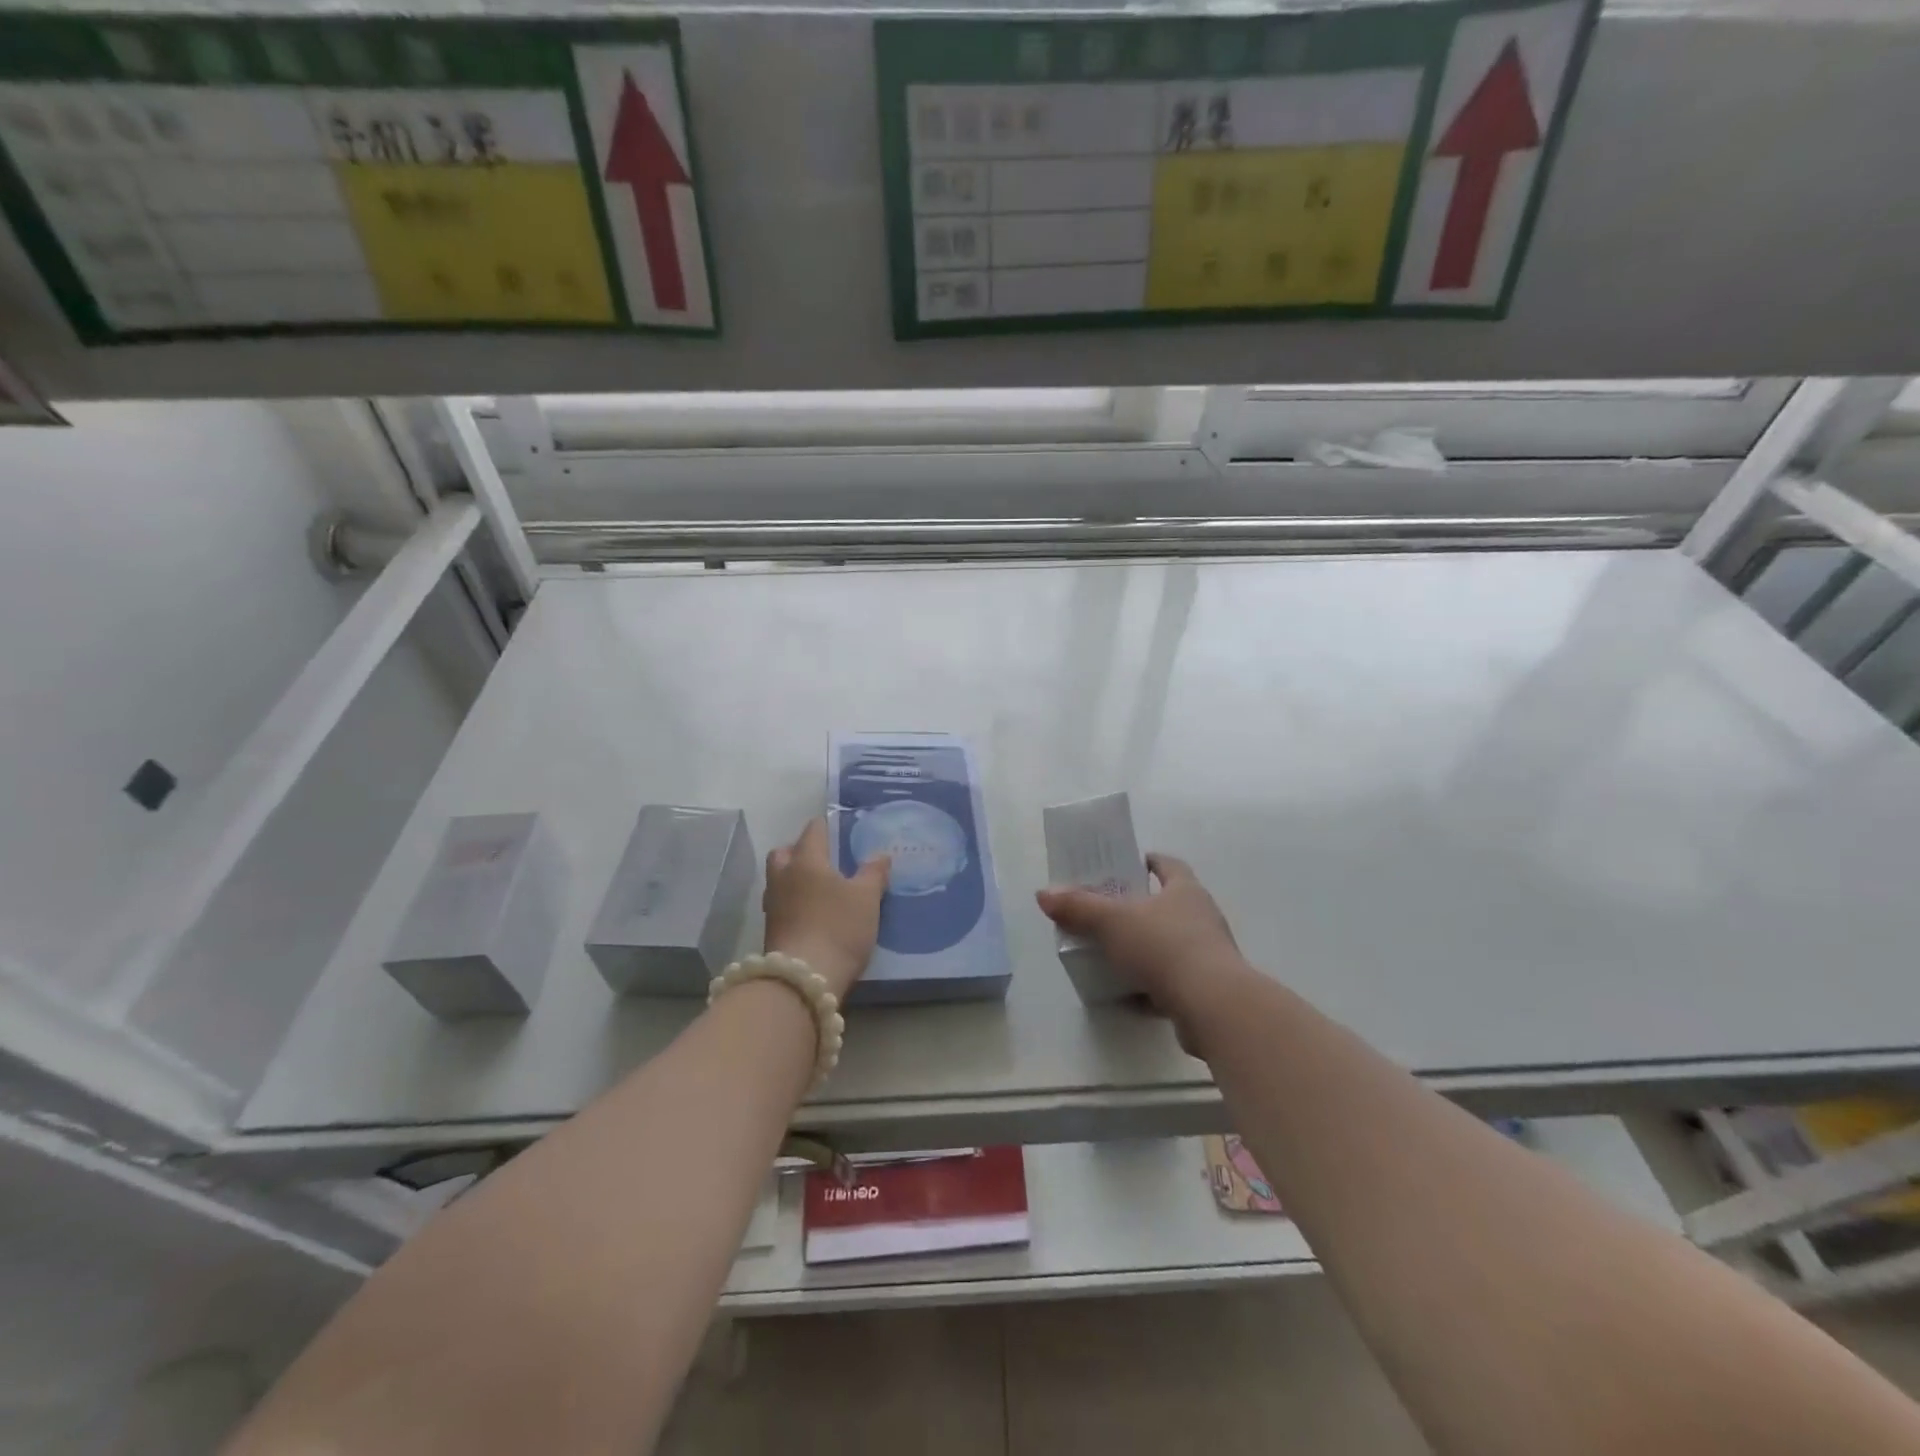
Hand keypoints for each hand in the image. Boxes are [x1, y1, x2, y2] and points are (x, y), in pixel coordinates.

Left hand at [762, 817, 890, 1000]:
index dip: (828, 826)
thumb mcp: (867, 899)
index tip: (842, 830)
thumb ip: (874, 873)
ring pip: (779, 878)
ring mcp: (773, 904)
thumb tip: (880, 854)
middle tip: (825, 859)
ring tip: (820, 888)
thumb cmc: (838, 928)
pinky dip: (793, 902)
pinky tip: (812, 913)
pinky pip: (781, 903)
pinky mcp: (770, 929)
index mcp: (806, 860)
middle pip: (785, 851)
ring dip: (795, 877)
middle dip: (801, 850)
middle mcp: (783, 876)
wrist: (803, 980)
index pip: (813, 830)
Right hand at [1036, 854, 1251, 1026]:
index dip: (1149, 861)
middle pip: (1168, 905)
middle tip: (1107, 911)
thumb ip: (1078, 907)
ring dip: (1145, 949)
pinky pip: (1172, 982)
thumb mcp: (1112, 922)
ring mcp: (1207, 955)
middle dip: (1140, 908)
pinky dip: (1150, 986)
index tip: (1129, 863)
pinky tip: (1126, 996)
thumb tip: (1043, 893)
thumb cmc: (1164, 947)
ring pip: (1170, 945)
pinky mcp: (1206, 990)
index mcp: (1185, 891)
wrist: (1212, 1006)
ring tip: (1112, 954)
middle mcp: (1201, 917)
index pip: (1169, 865)